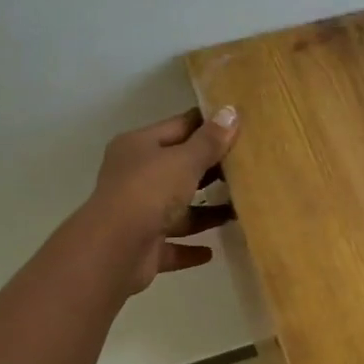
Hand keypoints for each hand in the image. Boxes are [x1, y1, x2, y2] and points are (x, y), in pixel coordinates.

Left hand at [83, 106, 239, 294]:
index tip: (239, 125)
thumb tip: (230, 111)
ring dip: (204, 213)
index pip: (178, 127)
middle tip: (248, 170)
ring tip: (239, 212)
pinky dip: (189, 249)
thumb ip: (209, 140)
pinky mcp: (142, 247)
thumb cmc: (149, 192)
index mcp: (138, 147)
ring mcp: (137, 214)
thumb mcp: (184, 160)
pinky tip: (211, 252)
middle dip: (209, 171)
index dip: (207, 125)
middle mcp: (134, 177)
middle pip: (178, 169)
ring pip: (176, 210)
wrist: (115, 249)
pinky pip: (171, 246)